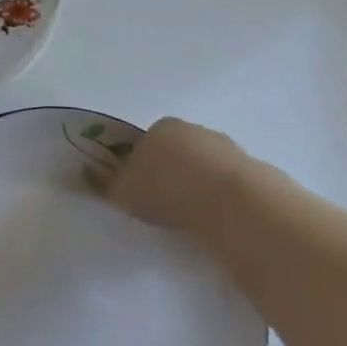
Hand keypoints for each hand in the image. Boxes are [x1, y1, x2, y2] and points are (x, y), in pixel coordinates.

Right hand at [100, 117, 253, 232]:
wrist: (233, 204)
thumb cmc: (167, 190)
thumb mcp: (123, 191)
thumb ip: (105, 183)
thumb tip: (89, 174)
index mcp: (161, 126)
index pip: (145, 141)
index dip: (140, 164)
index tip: (141, 189)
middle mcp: (195, 130)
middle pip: (178, 151)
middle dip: (172, 172)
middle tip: (165, 203)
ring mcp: (229, 148)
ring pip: (206, 166)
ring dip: (200, 185)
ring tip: (194, 216)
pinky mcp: (257, 170)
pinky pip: (231, 184)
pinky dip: (223, 198)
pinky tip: (218, 219)